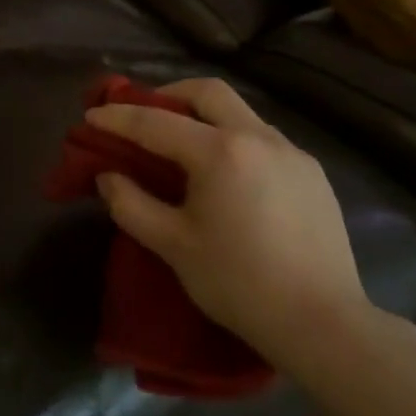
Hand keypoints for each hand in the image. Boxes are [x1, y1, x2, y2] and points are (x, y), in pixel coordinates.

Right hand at [86, 78, 371, 373]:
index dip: (119, 118)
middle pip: (207, 91)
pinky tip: (229, 174)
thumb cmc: (239, 284)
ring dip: (205, 116)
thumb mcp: (174, 246)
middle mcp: (258, 137)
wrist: (323, 324)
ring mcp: (291, 153)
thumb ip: (132, 205)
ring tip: (185, 145)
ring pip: (240, 112)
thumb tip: (108, 176)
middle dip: (169, 94)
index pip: (156, 122)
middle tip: (145, 115)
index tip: (92, 116)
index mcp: (220, 152)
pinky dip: (235, 139)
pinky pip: (264, 139)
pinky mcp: (313, 173)